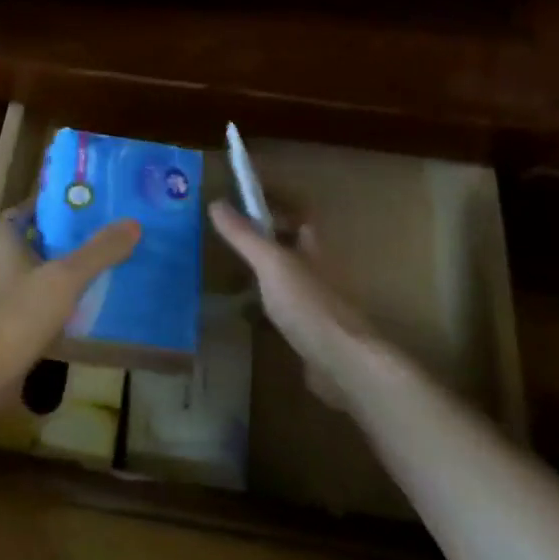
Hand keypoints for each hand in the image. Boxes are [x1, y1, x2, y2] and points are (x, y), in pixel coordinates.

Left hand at [0, 202, 139, 395]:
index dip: (55, 204)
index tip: (87, 204)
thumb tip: (133, 223)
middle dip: (67, 237)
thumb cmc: (19, 314)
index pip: (28, 209)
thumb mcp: (65, 277)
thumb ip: (99, 251)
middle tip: (105, 232)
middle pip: (37, 239)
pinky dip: (60, 300)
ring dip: (65, 270)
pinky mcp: (7, 323)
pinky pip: (38, 302)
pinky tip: (88, 304)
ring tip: (104, 264)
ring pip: (39, 272)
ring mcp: (0, 294)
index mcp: (3, 240)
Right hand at [210, 200, 377, 407]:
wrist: (341, 362)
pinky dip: (263, 306)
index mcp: (313, 247)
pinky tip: (244, 313)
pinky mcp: (309, 331)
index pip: (298, 213)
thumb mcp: (271, 263)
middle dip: (265, 237)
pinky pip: (283, 309)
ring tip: (229, 271)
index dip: (276, 202)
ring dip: (263, 272)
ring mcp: (315, 302)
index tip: (245, 197)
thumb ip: (244, 235)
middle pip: (292, 244)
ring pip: (286, 277)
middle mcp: (318, 270)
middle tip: (229, 235)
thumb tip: (216, 202)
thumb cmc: (308, 304)